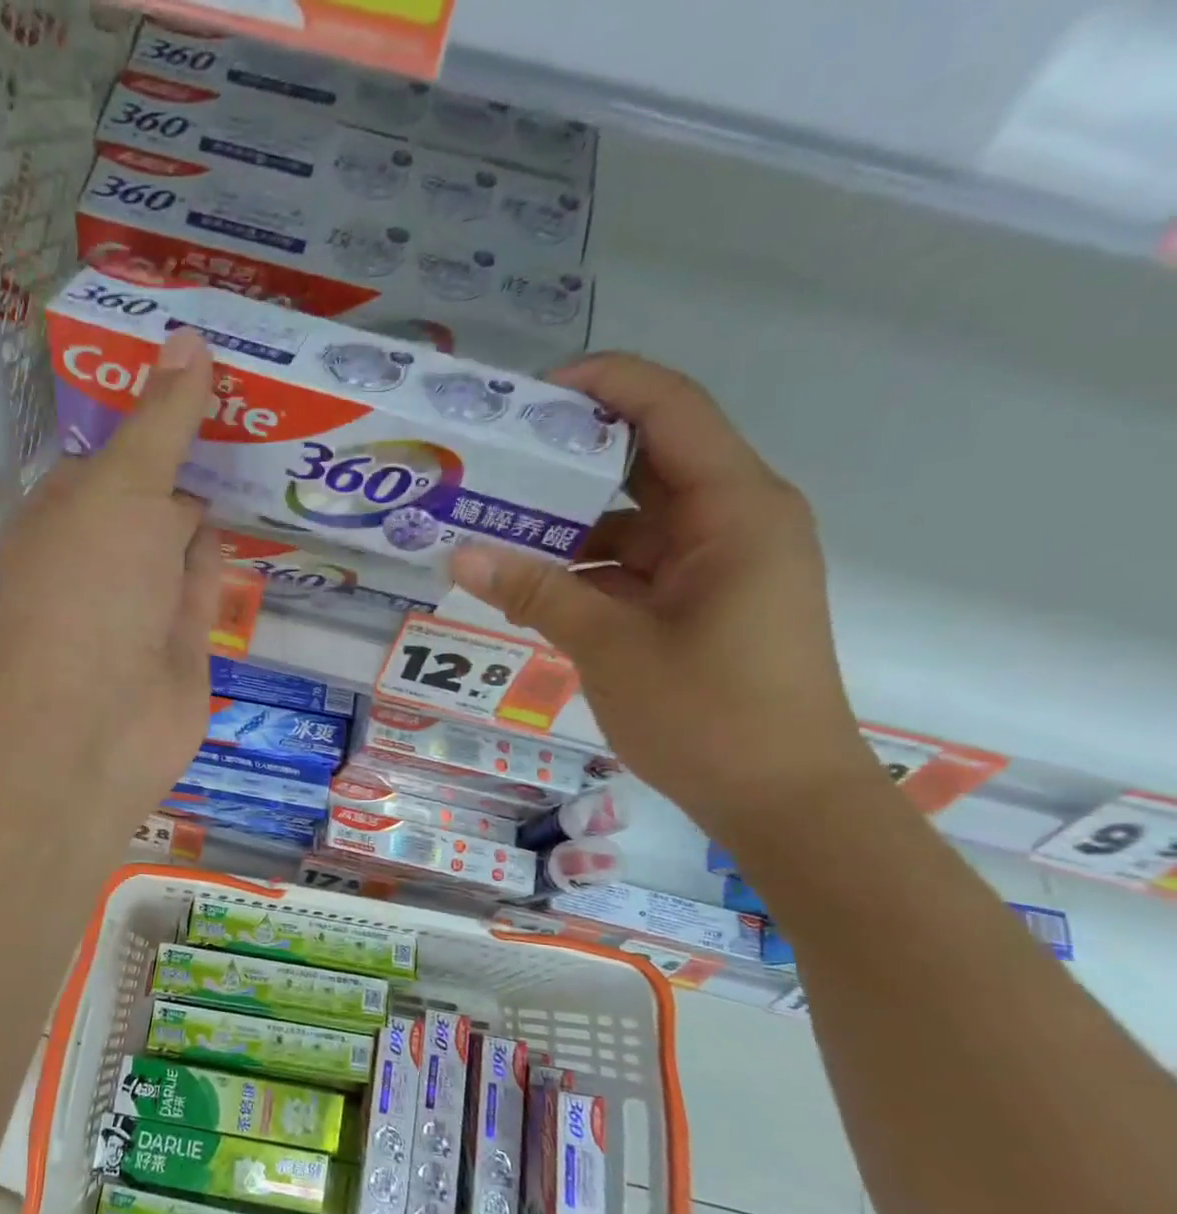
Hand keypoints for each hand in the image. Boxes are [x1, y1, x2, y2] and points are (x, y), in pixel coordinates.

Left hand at [0, 328, 219, 833]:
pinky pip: (202, 587)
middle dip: (189, 458)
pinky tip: (256, 519)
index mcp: (61, 514)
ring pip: (178, 543)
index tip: (203, 372)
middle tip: (252, 403)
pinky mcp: (178, 644)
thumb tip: (190, 339)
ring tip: (267, 449)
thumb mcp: (121, 489)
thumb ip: (162, 422)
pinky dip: (221, 556)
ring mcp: (138, 605)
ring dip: (210, 506)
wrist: (95, 722)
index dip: (151, 415)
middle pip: (148, 497)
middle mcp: (96, 558)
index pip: (107, 456)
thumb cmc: (88, 589)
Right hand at [451, 353, 874, 839]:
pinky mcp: (700, 603)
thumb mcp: (610, 647)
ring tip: (489, 527)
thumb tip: (457, 556)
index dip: (601, 385)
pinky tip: (526, 585)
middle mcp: (731, 521)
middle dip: (567, 459)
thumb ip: (535, 593)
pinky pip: (634, 567)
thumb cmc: (709, 715)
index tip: (525, 398)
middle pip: (644, 461)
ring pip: (632, 521)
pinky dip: (584, 572)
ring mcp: (716, 564)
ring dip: (567, 526)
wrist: (783, 802)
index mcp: (733, 509)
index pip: (668, 409)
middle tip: (490, 462)